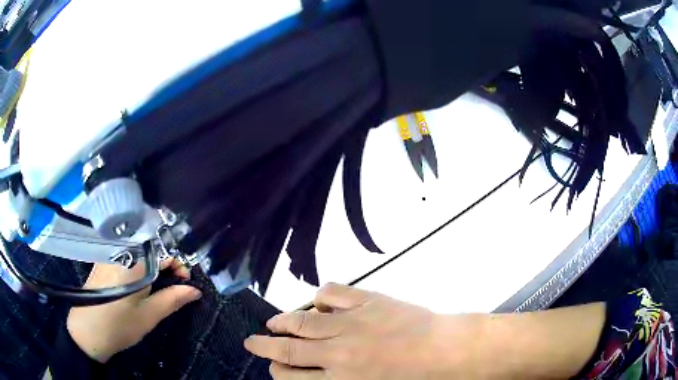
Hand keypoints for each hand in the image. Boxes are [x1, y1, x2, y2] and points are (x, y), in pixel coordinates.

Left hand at [67, 258, 201, 362]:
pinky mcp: (102, 261)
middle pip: (151, 250)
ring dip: (152, 269)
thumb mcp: (150, 315)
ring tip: (154, 291)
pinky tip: (136, 287)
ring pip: (138, 254)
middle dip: (166, 268)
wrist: (88, 331)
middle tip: (171, 290)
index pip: (165, 251)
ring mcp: (110, 254)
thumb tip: (195, 290)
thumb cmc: (120, 325)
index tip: (184, 284)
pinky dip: (137, 269)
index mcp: (135, 260)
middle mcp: (121, 250)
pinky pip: (126, 258)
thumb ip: (173, 299)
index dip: (179, 266)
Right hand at [244, 283, 484, 378]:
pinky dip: (318, 297)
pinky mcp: (367, 301)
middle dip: (264, 345)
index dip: (277, 370)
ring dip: (282, 321)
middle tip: (252, 341)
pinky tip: (315, 304)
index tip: (272, 365)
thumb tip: (314, 378)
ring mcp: (351, 323)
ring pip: (302, 321)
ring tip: (272, 322)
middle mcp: (337, 353)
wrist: (447, 351)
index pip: (291, 376)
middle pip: (288, 348)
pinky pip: (332, 294)